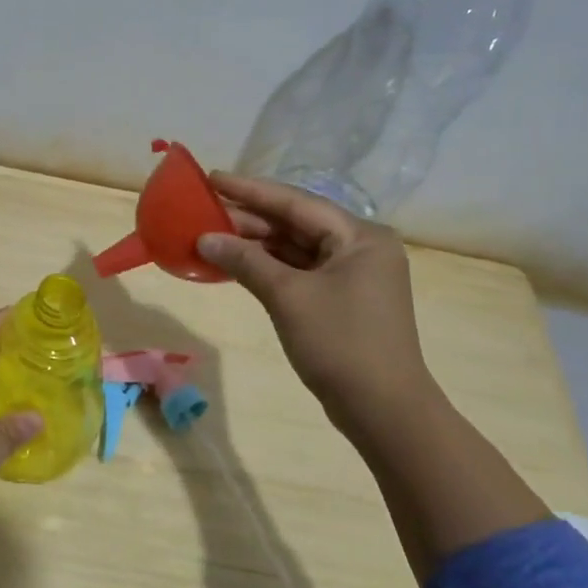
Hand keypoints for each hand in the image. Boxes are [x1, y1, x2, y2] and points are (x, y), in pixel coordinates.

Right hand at [197, 173, 438, 433]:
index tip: (212, 177)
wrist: (383, 410)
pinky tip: (236, 263)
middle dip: (250, 219)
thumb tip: (205, 238)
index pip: (296, 203)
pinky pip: (299, 271)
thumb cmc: (340, 344)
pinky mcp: (341, 299)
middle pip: (296, 223)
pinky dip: (268, 267)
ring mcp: (352, 275)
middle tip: (204, 210)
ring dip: (256, 244)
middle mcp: (360, 248)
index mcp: (360, 237)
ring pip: (296, 248)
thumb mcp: (288, 297)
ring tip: (212, 234)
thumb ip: (246, 261)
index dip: (251, 190)